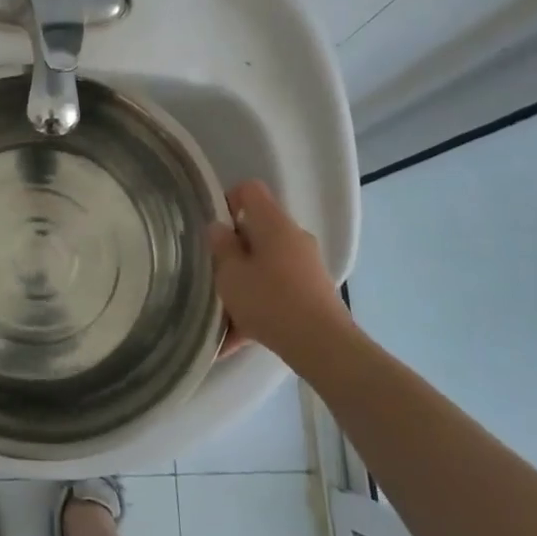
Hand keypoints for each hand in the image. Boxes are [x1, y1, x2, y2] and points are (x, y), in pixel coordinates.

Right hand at [206, 180, 354, 359]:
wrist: (322, 345)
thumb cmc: (270, 300)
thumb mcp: (231, 274)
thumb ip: (221, 246)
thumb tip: (219, 227)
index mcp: (273, 223)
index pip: (249, 190)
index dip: (228, 200)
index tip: (214, 228)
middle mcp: (294, 237)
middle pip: (257, 229)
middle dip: (234, 248)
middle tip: (214, 271)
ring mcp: (307, 265)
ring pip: (266, 262)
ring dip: (244, 279)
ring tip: (223, 310)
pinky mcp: (313, 291)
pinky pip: (277, 288)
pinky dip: (258, 303)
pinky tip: (237, 336)